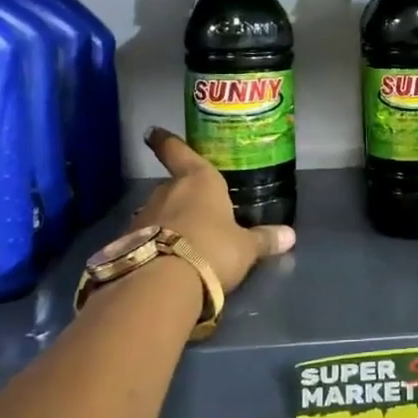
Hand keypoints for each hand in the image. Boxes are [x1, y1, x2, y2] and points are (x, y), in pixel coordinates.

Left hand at [133, 127, 294, 290]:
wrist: (161, 285)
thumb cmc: (212, 249)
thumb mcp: (245, 248)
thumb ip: (264, 239)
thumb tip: (290, 236)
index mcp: (198, 180)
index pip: (179, 152)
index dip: (166, 141)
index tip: (153, 132)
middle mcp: (167, 191)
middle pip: (173, 186)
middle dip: (183, 196)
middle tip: (198, 210)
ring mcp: (144, 216)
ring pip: (159, 212)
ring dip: (169, 222)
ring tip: (185, 241)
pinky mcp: (128, 244)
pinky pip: (147, 238)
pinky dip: (156, 244)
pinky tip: (167, 262)